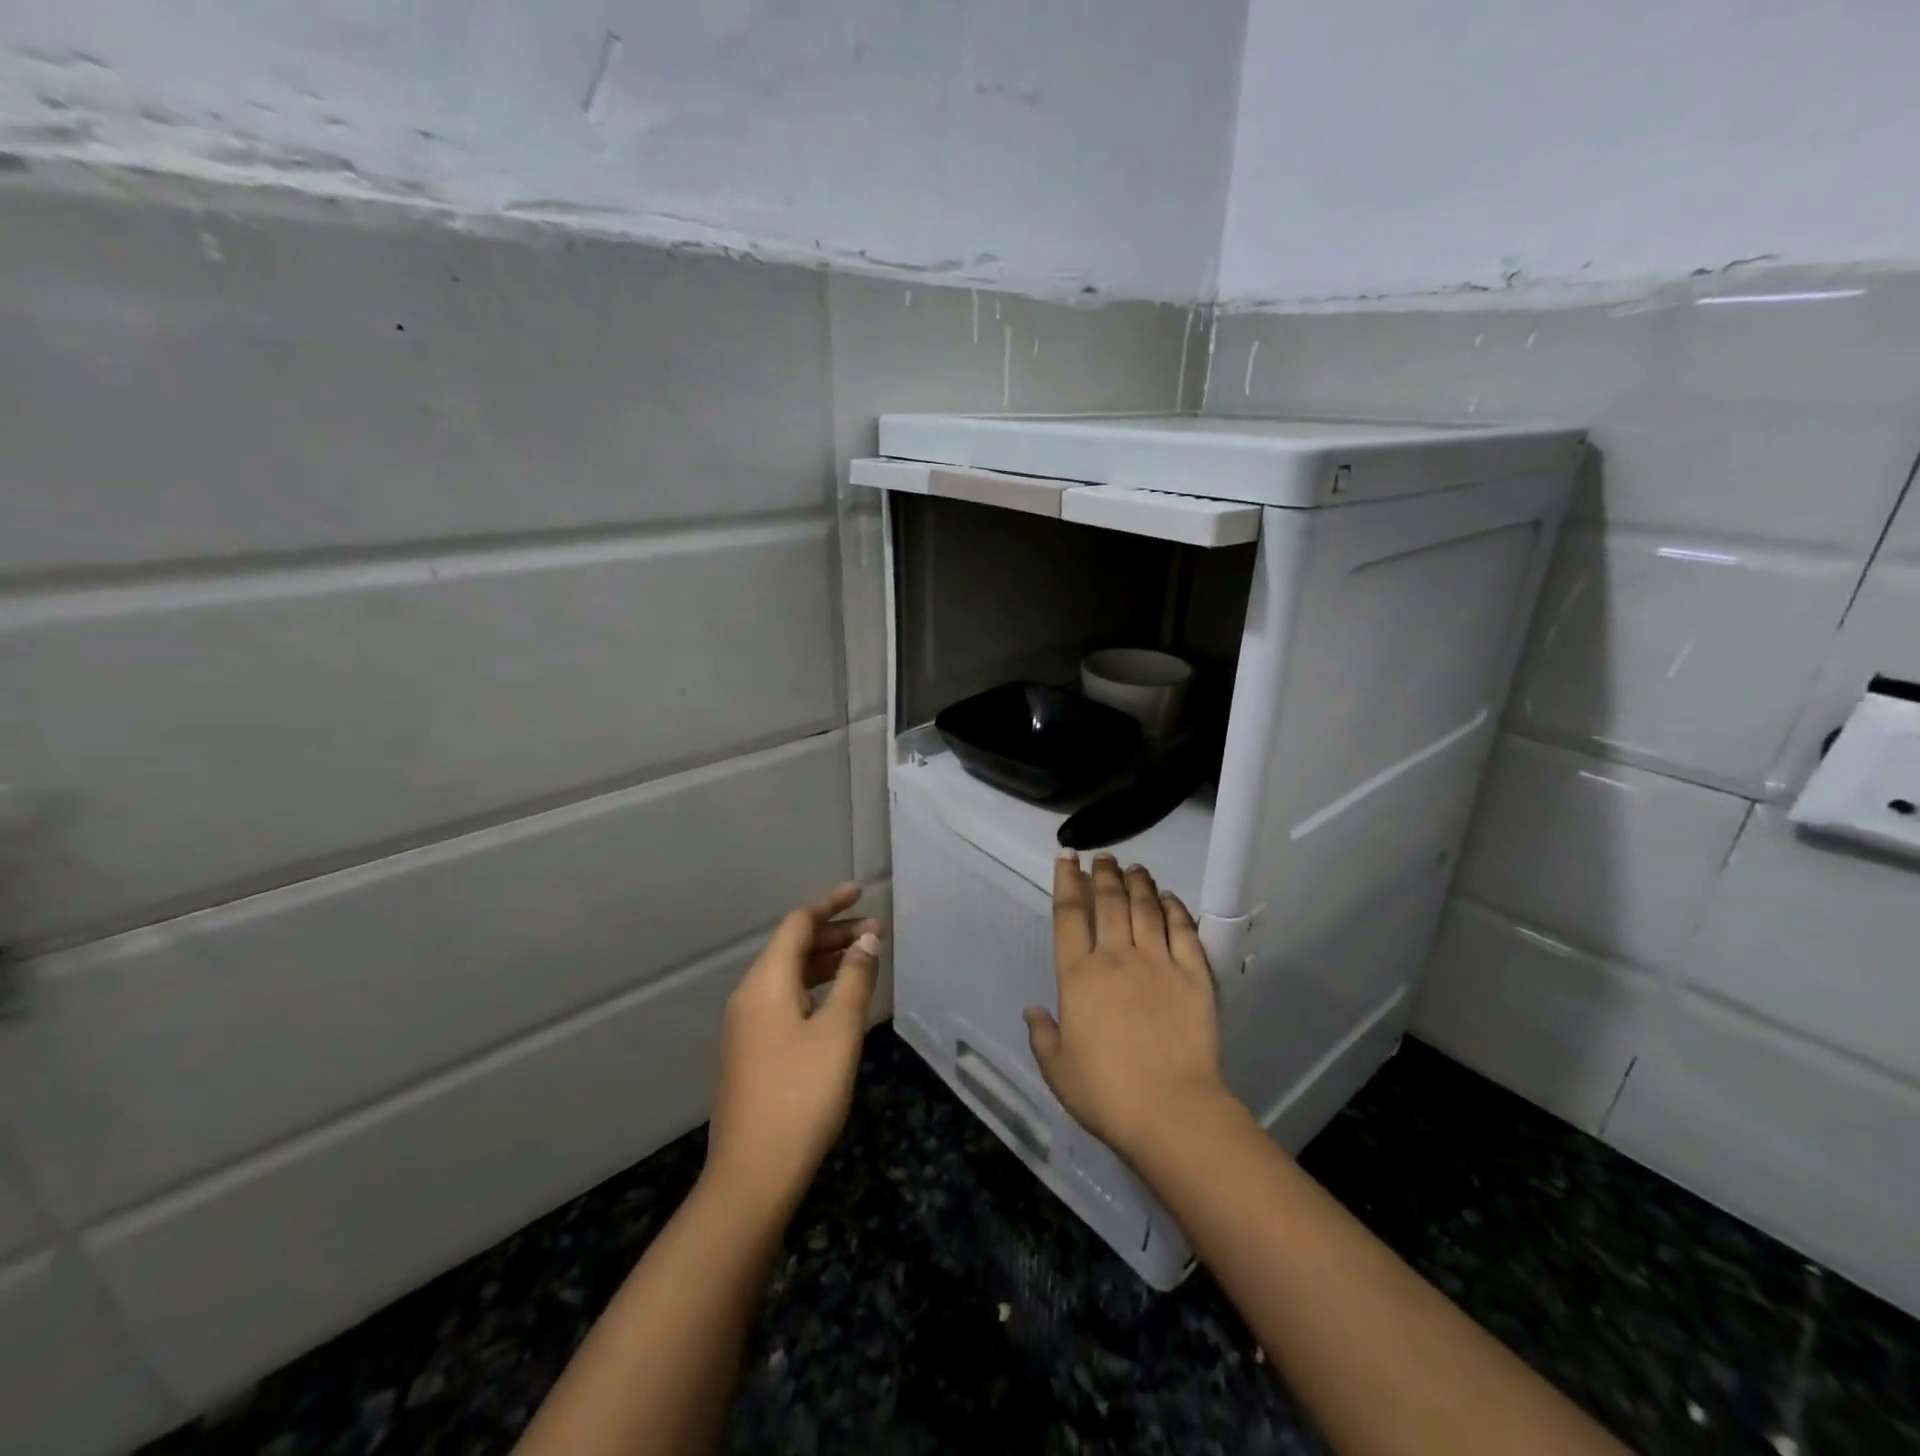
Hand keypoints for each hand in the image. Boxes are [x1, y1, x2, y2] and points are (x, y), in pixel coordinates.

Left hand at [705, 884, 882, 1215]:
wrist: (753, 1175)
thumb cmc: (801, 1094)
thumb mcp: (838, 1032)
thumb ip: (854, 979)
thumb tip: (866, 940)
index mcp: (765, 983)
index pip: (797, 925)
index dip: (829, 904)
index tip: (860, 891)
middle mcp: (749, 996)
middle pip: (792, 948)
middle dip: (833, 934)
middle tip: (875, 931)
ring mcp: (747, 1027)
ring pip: (789, 977)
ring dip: (826, 962)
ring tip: (864, 960)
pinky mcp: (752, 1052)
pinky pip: (785, 1001)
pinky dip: (815, 989)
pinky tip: (839, 1003)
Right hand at [1024, 854, 1231, 1164]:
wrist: (1171, 1111)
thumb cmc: (1106, 1093)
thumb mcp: (1058, 1069)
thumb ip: (1042, 1035)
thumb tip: (1032, 1009)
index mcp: (1078, 976)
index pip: (1069, 915)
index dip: (1066, 881)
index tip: (1067, 858)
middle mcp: (1116, 957)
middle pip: (1108, 902)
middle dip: (1103, 874)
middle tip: (1104, 858)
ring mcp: (1158, 962)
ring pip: (1146, 907)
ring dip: (1138, 883)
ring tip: (1135, 868)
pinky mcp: (1194, 974)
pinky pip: (1183, 930)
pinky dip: (1174, 908)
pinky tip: (1169, 898)